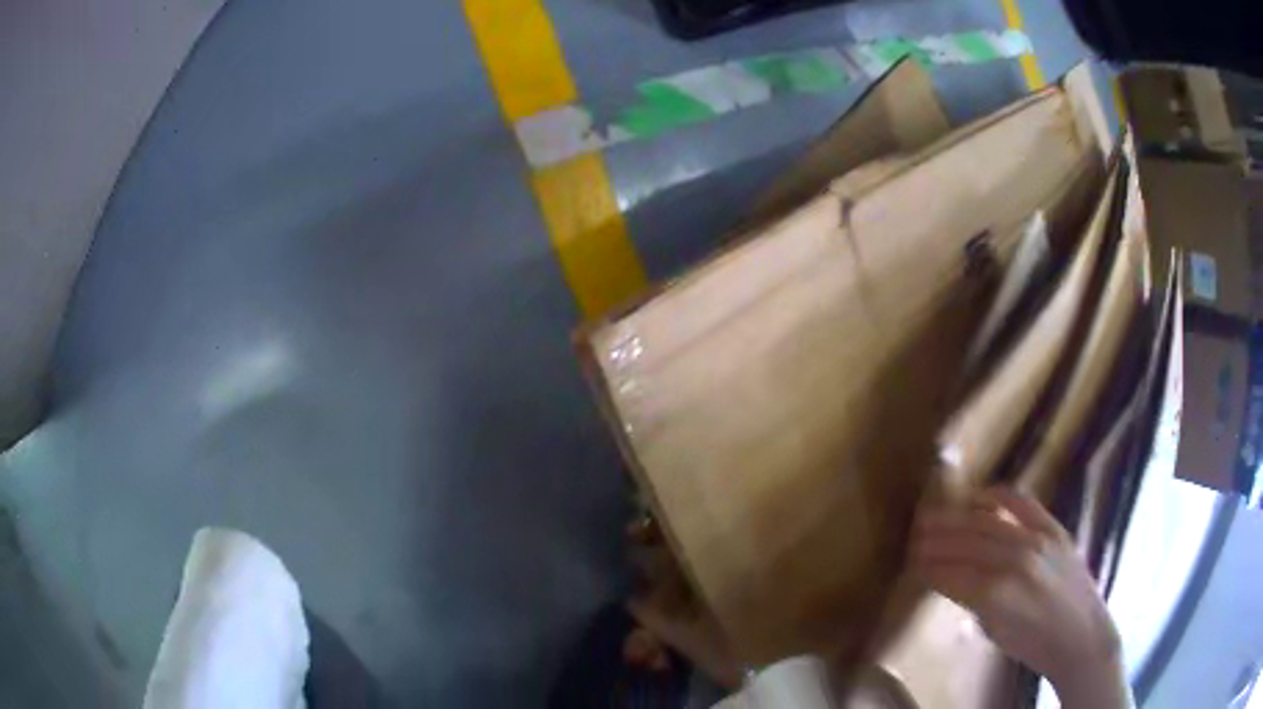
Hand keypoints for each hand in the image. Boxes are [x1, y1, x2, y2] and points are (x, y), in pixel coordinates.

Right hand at [911, 487, 1130, 707]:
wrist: (1080, 634)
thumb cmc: (1032, 645)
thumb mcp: (993, 631)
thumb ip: (971, 600)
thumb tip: (951, 577)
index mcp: (994, 595)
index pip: (950, 573)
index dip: (927, 566)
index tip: (911, 561)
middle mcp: (1013, 561)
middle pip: (965, 543)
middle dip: (936, 539)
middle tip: (914, 535)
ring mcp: (1036, 540)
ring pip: (986, 522)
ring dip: (957, 518)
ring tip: (935, 516)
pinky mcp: (1053, 528)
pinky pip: (1021, 502)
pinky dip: (997, 496)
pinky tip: (979, 496)